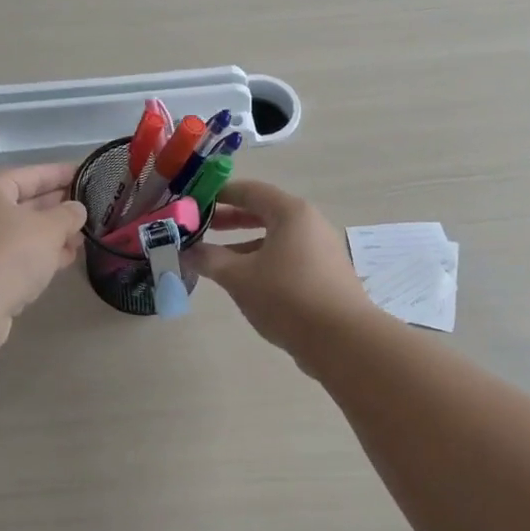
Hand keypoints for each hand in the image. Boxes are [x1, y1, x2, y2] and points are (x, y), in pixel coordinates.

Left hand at [0, 165, 86, 348]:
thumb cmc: (7, 256)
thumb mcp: (48, 229)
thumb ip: (68, 215)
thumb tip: (76, 210)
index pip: (32, 173)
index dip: (62, 173)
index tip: (88, 174)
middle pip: (25, 202)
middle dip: (58, 207)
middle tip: (90, 208)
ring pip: (21, 232)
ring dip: (52, 235)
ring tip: (82, 238)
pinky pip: (15, 255)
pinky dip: (38, 255)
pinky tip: (63, 260)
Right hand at [188, 180, 372, 362]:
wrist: (342, 340)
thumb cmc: (287, 297)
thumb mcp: (239, 277)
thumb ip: (210, 259)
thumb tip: (187, 251)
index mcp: (291, 213)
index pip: (250, 190)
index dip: (219, 194)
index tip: (194, 203)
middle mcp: (310, 223)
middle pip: (264, 212)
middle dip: (231, 219)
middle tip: (202, 228)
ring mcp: (322, 249)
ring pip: (276, 237)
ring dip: (245, 244)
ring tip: (217, 259)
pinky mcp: (326, 274)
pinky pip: (288, 256)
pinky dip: (264, 260)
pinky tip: (247, 281)